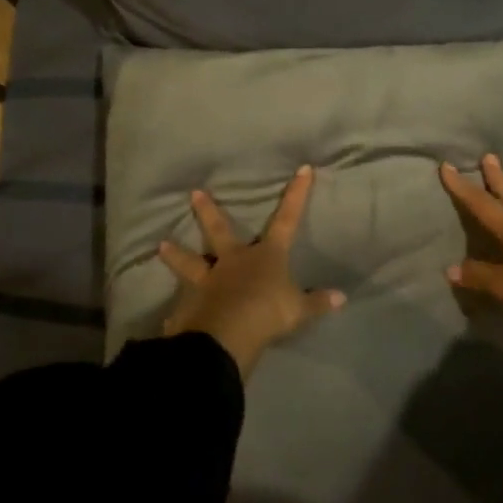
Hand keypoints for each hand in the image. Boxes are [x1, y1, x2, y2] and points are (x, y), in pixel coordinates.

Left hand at [159, 165, 345, 377]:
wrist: (228, 333)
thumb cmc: (268, 313)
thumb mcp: (299, 310)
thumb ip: (317, 302)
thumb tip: (341, 297)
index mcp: (266, 256)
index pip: (287, 220)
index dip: (297, 195)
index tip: (302, 169)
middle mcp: (234, 260)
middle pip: (220, 231)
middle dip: (208, 212)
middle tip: (194, 193)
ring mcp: (209, 279)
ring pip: (190, 262)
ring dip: (176, 254)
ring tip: (160, 246)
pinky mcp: (190, 302)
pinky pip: (182, 305)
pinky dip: (175, 310)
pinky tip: (165, 317)